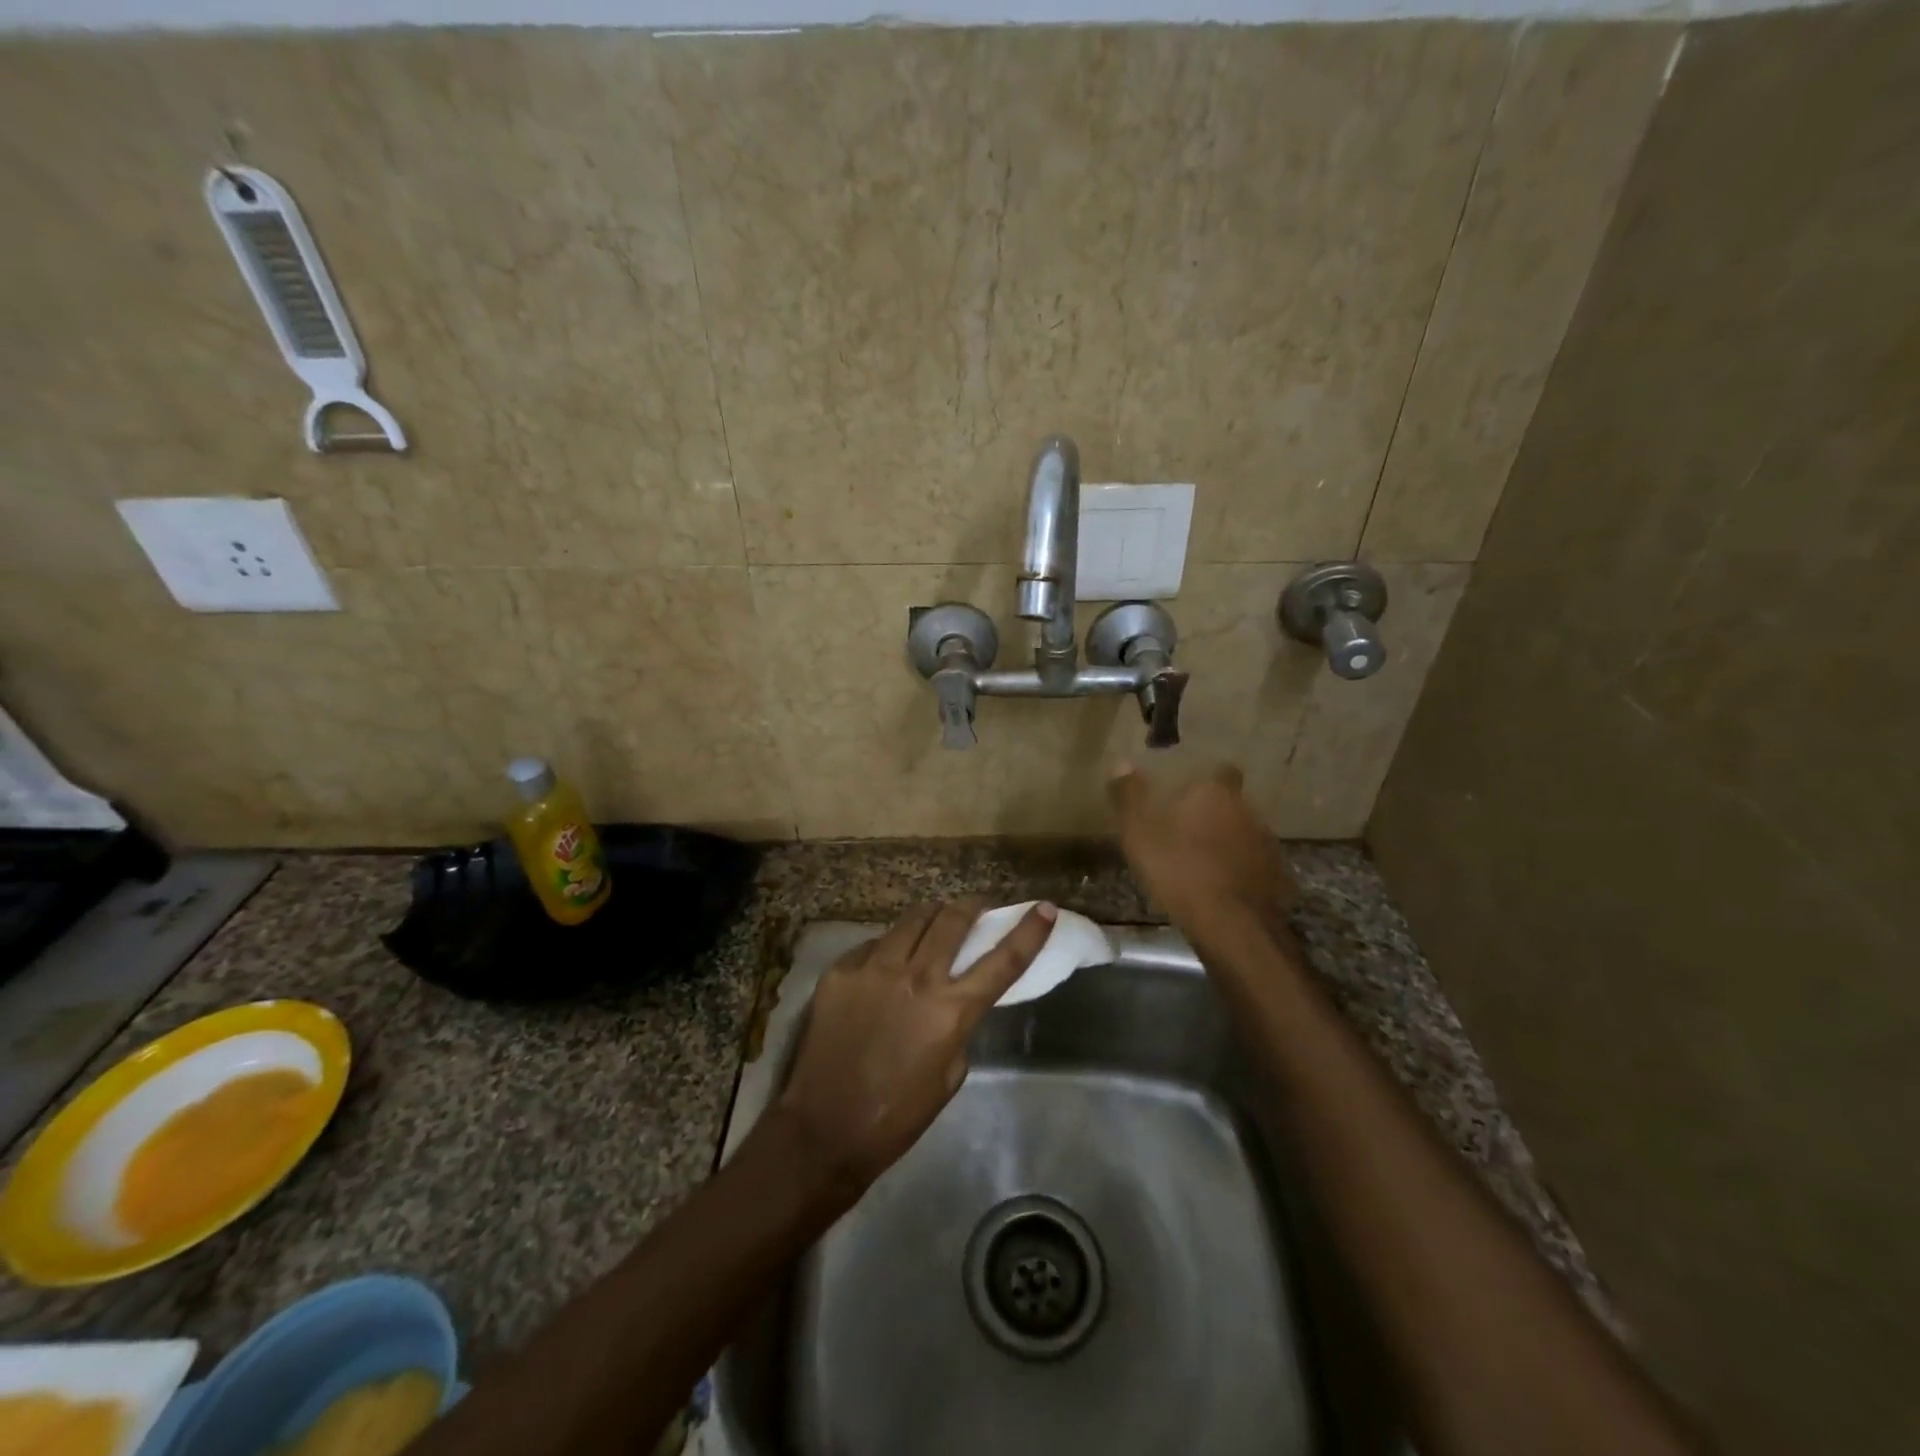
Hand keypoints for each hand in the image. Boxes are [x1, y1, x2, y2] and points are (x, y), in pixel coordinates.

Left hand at [774, 899, 1055, 1195]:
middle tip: (979, 906)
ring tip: (935, 922)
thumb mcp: (950, 1074)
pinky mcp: (841, 970)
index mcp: (951, 1010)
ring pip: (912, 920)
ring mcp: (874, 968)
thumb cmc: (897, 1115)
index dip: (1029, 930)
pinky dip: (890, 947)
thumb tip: (955, 995)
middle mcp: (916, 977)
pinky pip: (874, 944)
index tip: (1045, 907)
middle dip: (972, 905)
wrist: (824, 1129)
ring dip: (932, 917)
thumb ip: (959, 1025)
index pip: (1003, 960)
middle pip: (953, 919)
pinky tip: (887, 963)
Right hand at [1108, 763, 1296, 943]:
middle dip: (1214, 814)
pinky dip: (1241, 872)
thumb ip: (1130, 796)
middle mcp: (1248, 812)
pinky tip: (1222, 889)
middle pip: (1232, 805)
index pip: (1222, 771)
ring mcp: (1268, 846)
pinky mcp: (1278, 878)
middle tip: (1187, 831)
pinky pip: (1255, 867)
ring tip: (1202, 863)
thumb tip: (1121, 762)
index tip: (1190, 791)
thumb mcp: (1139, 834)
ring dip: (1228, 844)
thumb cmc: (1179, 871)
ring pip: (1245, 835)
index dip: (1207, 780)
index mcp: (1216, 794)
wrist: (1232, 926)